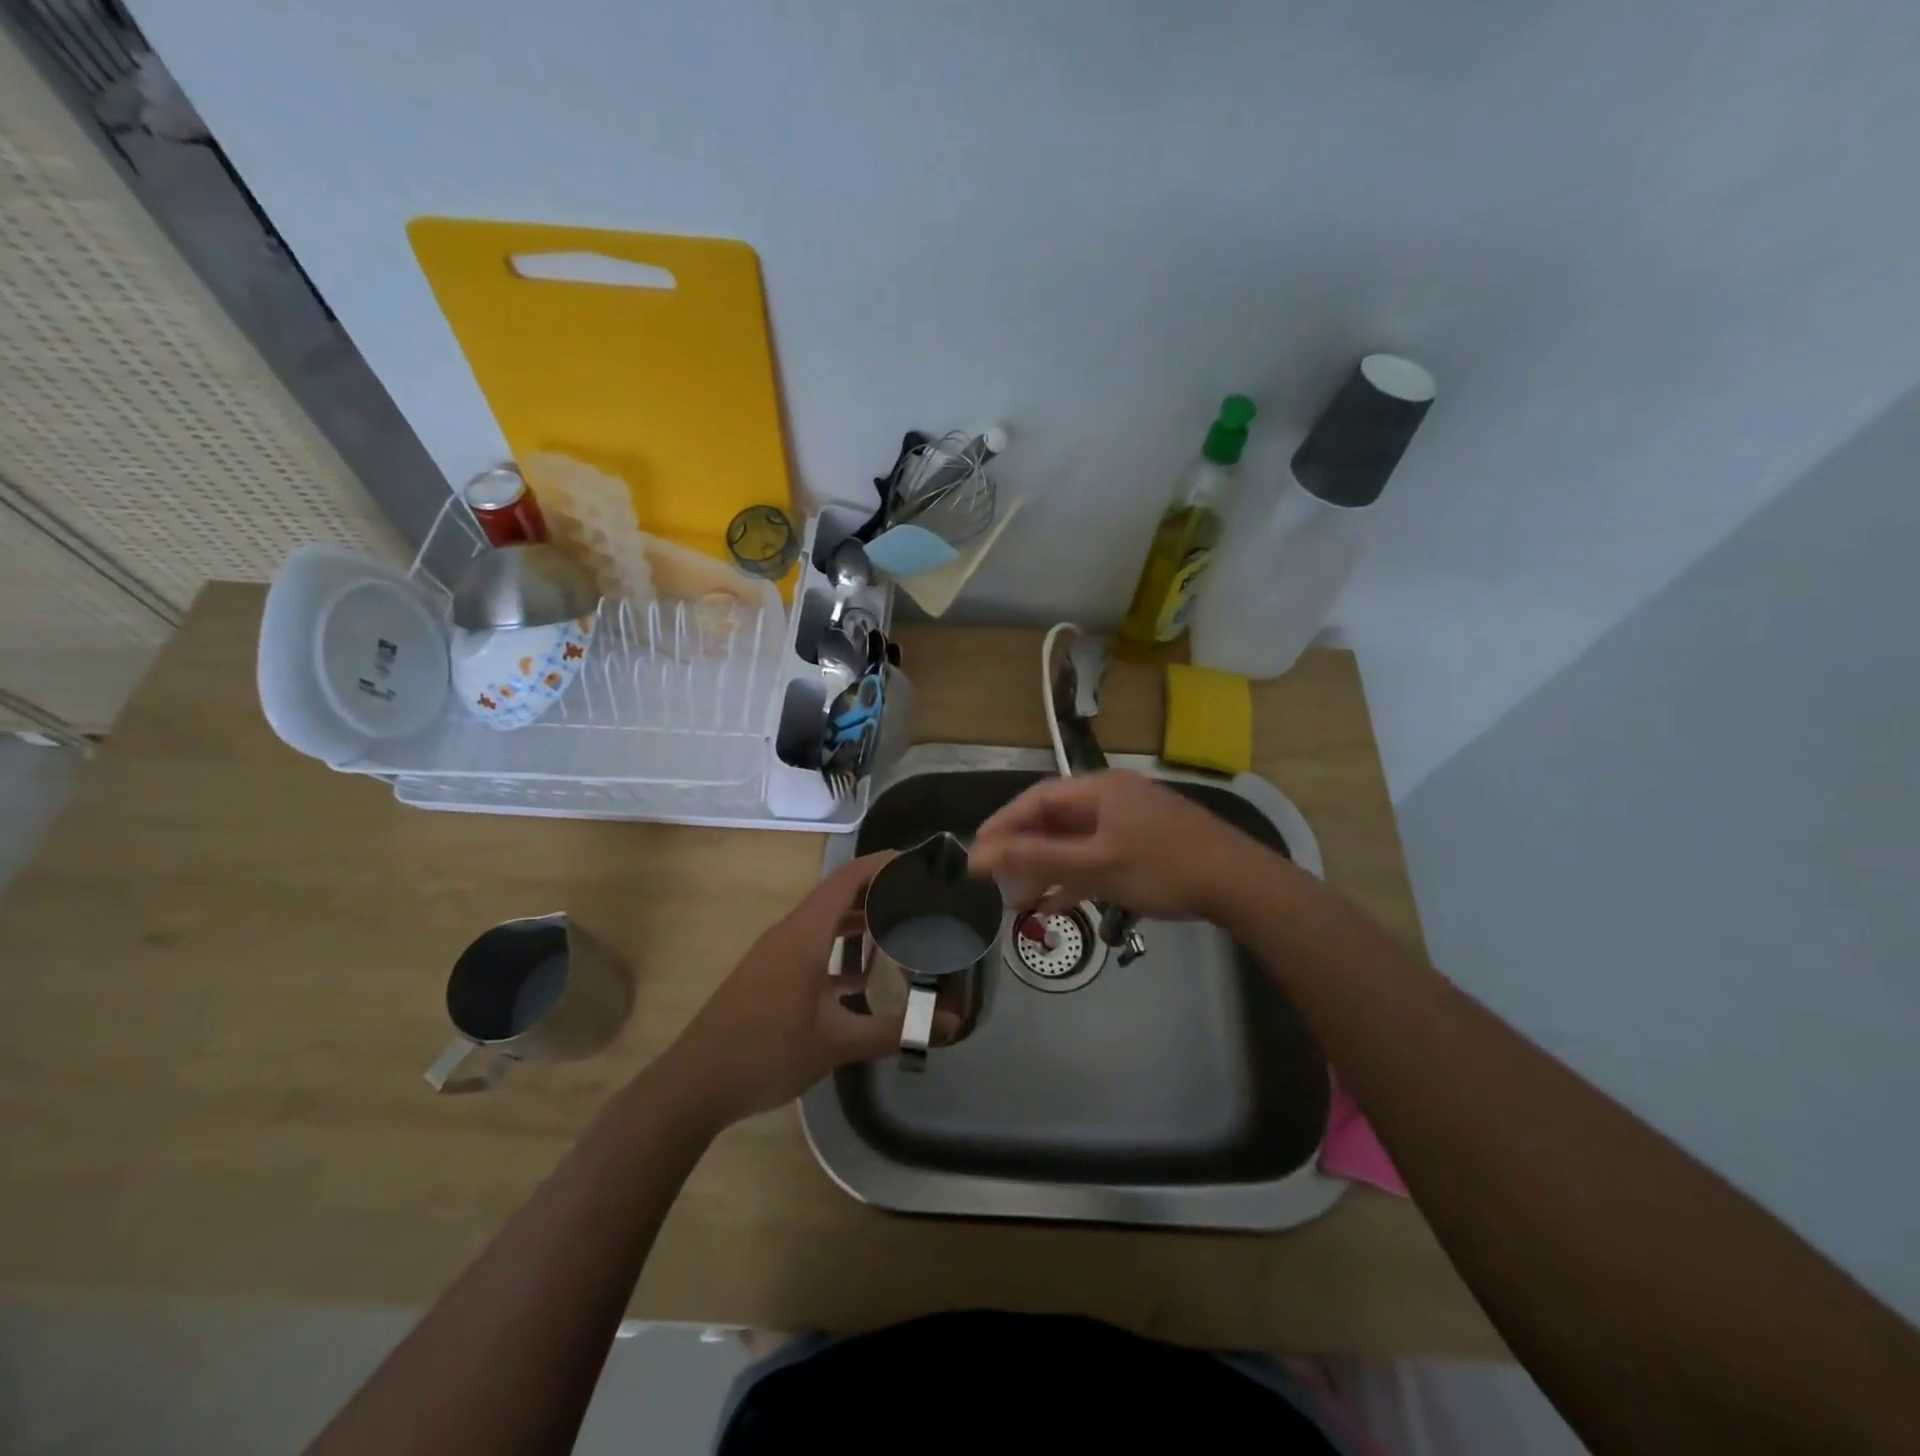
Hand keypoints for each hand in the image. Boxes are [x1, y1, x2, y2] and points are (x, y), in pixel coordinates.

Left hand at [661, 853, 902, 1127]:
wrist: (695, 1084)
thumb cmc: (767, 1052)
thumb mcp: (837, 1042)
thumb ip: (894, 1030)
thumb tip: (949, 1023)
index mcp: (805, 934)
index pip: (848, 878)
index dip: (883, 864)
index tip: (919, 863)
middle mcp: (790, 934)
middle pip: (839, 896)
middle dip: (879, 892)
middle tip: (921, 898)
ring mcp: (777, 955)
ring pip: (826, 924)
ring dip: (860, 923)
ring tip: (903, 930)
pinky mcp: (771, 977)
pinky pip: (814, 948)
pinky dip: (842, 952)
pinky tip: (868, 979)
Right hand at [970, 770, 1264, 920]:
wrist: (1240, 884)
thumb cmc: (1162, 868)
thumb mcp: (1094, 866)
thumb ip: (1036, 859)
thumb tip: (981, 854)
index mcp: (1099, 790)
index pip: (1036, 800)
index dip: (1003, 824)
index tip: (977, 852)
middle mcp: (1112, 797)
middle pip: (1055, 819)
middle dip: (1023, 849)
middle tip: (995, 878)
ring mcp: (1132, 820)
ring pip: (1076, 840)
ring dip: (1048, 866)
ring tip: (1019, 897)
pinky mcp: (1147, 844)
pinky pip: (1099, 854)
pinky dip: (1077, 875)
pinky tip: (1059, 902)